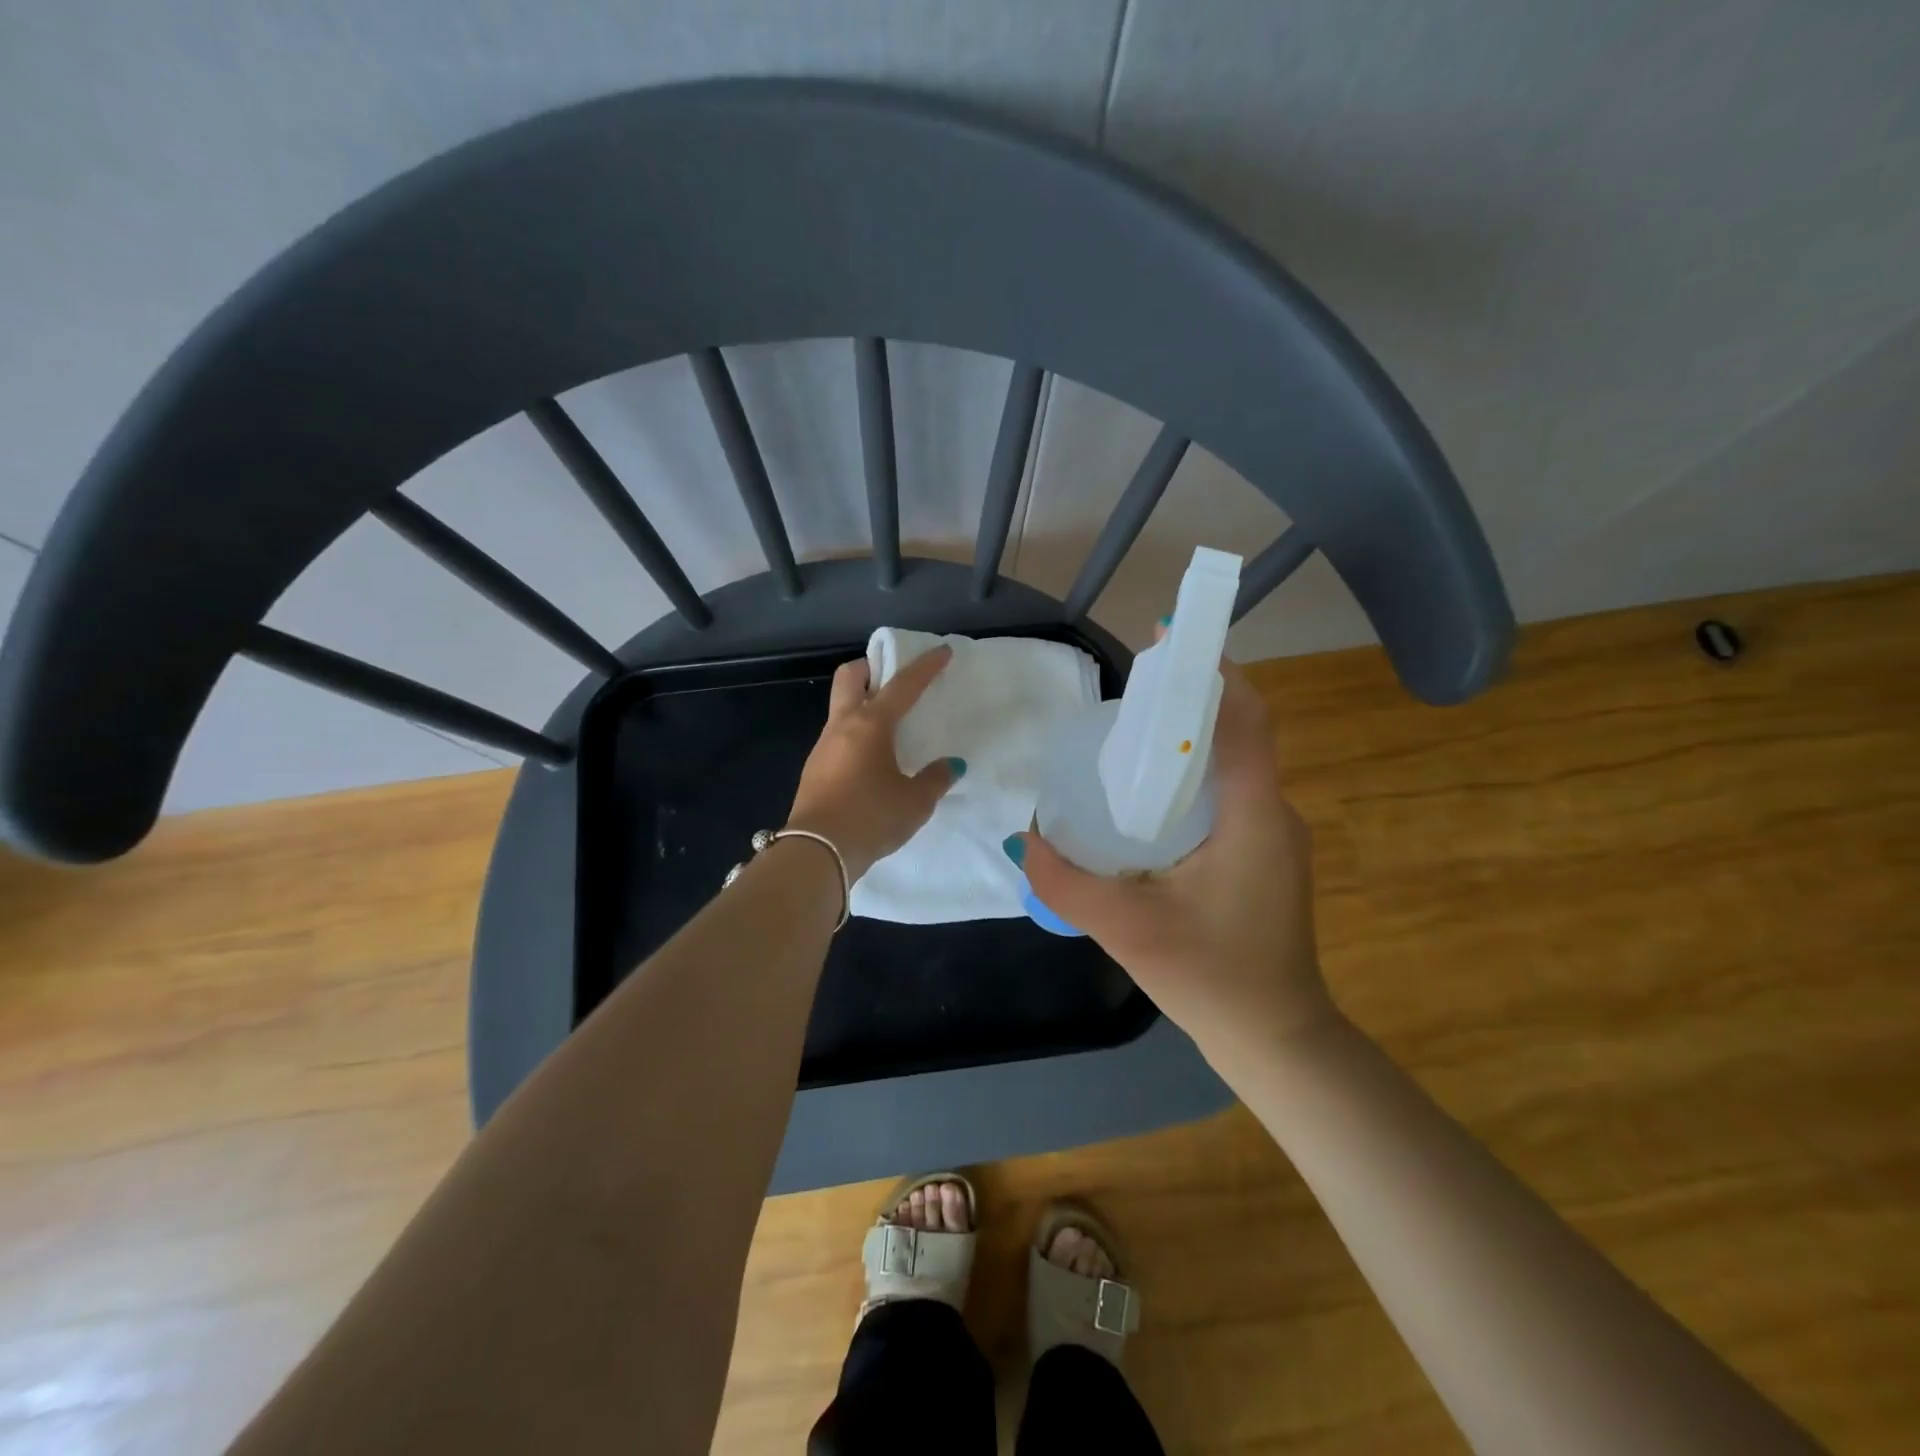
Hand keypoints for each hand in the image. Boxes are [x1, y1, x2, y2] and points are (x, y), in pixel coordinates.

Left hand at [787, 646, 962, 880]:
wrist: (816, 852)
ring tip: (889, 725)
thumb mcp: (915, 802)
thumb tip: (951, 765)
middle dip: (872, 667)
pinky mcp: (814, 768)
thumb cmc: (871, 818)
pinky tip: (872, 758)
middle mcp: (843, 726)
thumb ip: (936, 779)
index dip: (925, 666)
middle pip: (850, 677)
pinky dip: (855, 733)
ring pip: (841, 707)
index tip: (941, 650)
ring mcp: (824, 746)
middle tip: (893, 678)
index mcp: (872, 725)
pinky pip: (837, 735)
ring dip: (863, 703)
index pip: (903, 685)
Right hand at [1011, 663, 1335, 1061]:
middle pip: (1237, 735)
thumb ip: (1067, 882)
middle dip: (1189, 702)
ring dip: (1190, 741)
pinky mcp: (1265, 856)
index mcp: (1253, 817)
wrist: (1278, 1040)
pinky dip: (1193, 777)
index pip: (1245, 722)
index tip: (1170, 642)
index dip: (1213, 673)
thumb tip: (1024, 838)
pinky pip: (1229, 795)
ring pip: (1234, 765)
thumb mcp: (1127, 930)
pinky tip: (1149, 798)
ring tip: (1132, 736)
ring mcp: (1274, 836)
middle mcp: (1273, 814)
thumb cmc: (1213, 979)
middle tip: (1131, 693)